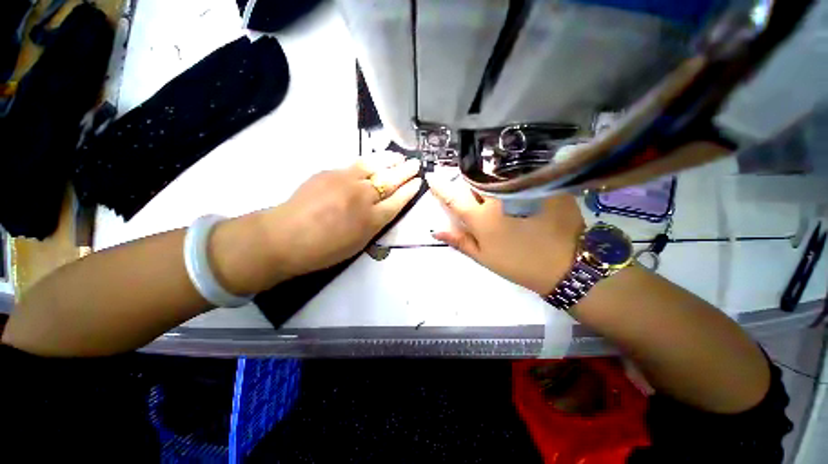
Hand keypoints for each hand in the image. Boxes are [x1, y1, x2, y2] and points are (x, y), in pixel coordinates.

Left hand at [266, 154, 421, 277]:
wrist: (285, 237)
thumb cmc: (324, 249)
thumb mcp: (359, 242)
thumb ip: (374, 223)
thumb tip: (382, 207)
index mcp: (372, 220)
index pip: (398, 201)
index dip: (410, 191)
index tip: (418, 182)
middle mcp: (363, 197)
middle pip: (391, 180)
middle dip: (406, 171)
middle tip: (415, 164)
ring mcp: (346, 181)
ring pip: (375, 166)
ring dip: (390, 160)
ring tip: (399, 156)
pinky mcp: (330, 172)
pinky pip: (356, 164)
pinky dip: (370, 161)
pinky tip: (375, 161)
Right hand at [428, 173, 584, 294]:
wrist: (563, 266)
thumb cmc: (517, 264)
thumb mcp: (483, 256)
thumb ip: (459, 240)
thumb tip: (435, 230)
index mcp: (480, 218)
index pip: (453, 197)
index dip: (440, 186)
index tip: (432, 177)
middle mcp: (497, 199)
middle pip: (475, 182)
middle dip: (471, 185)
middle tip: (480, 196)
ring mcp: (520, 189)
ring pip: (497, 176)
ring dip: (493, 181)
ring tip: (502, 195)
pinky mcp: (541, 186)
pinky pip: (521, 175)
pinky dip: (515, 180)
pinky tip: (522, 193)